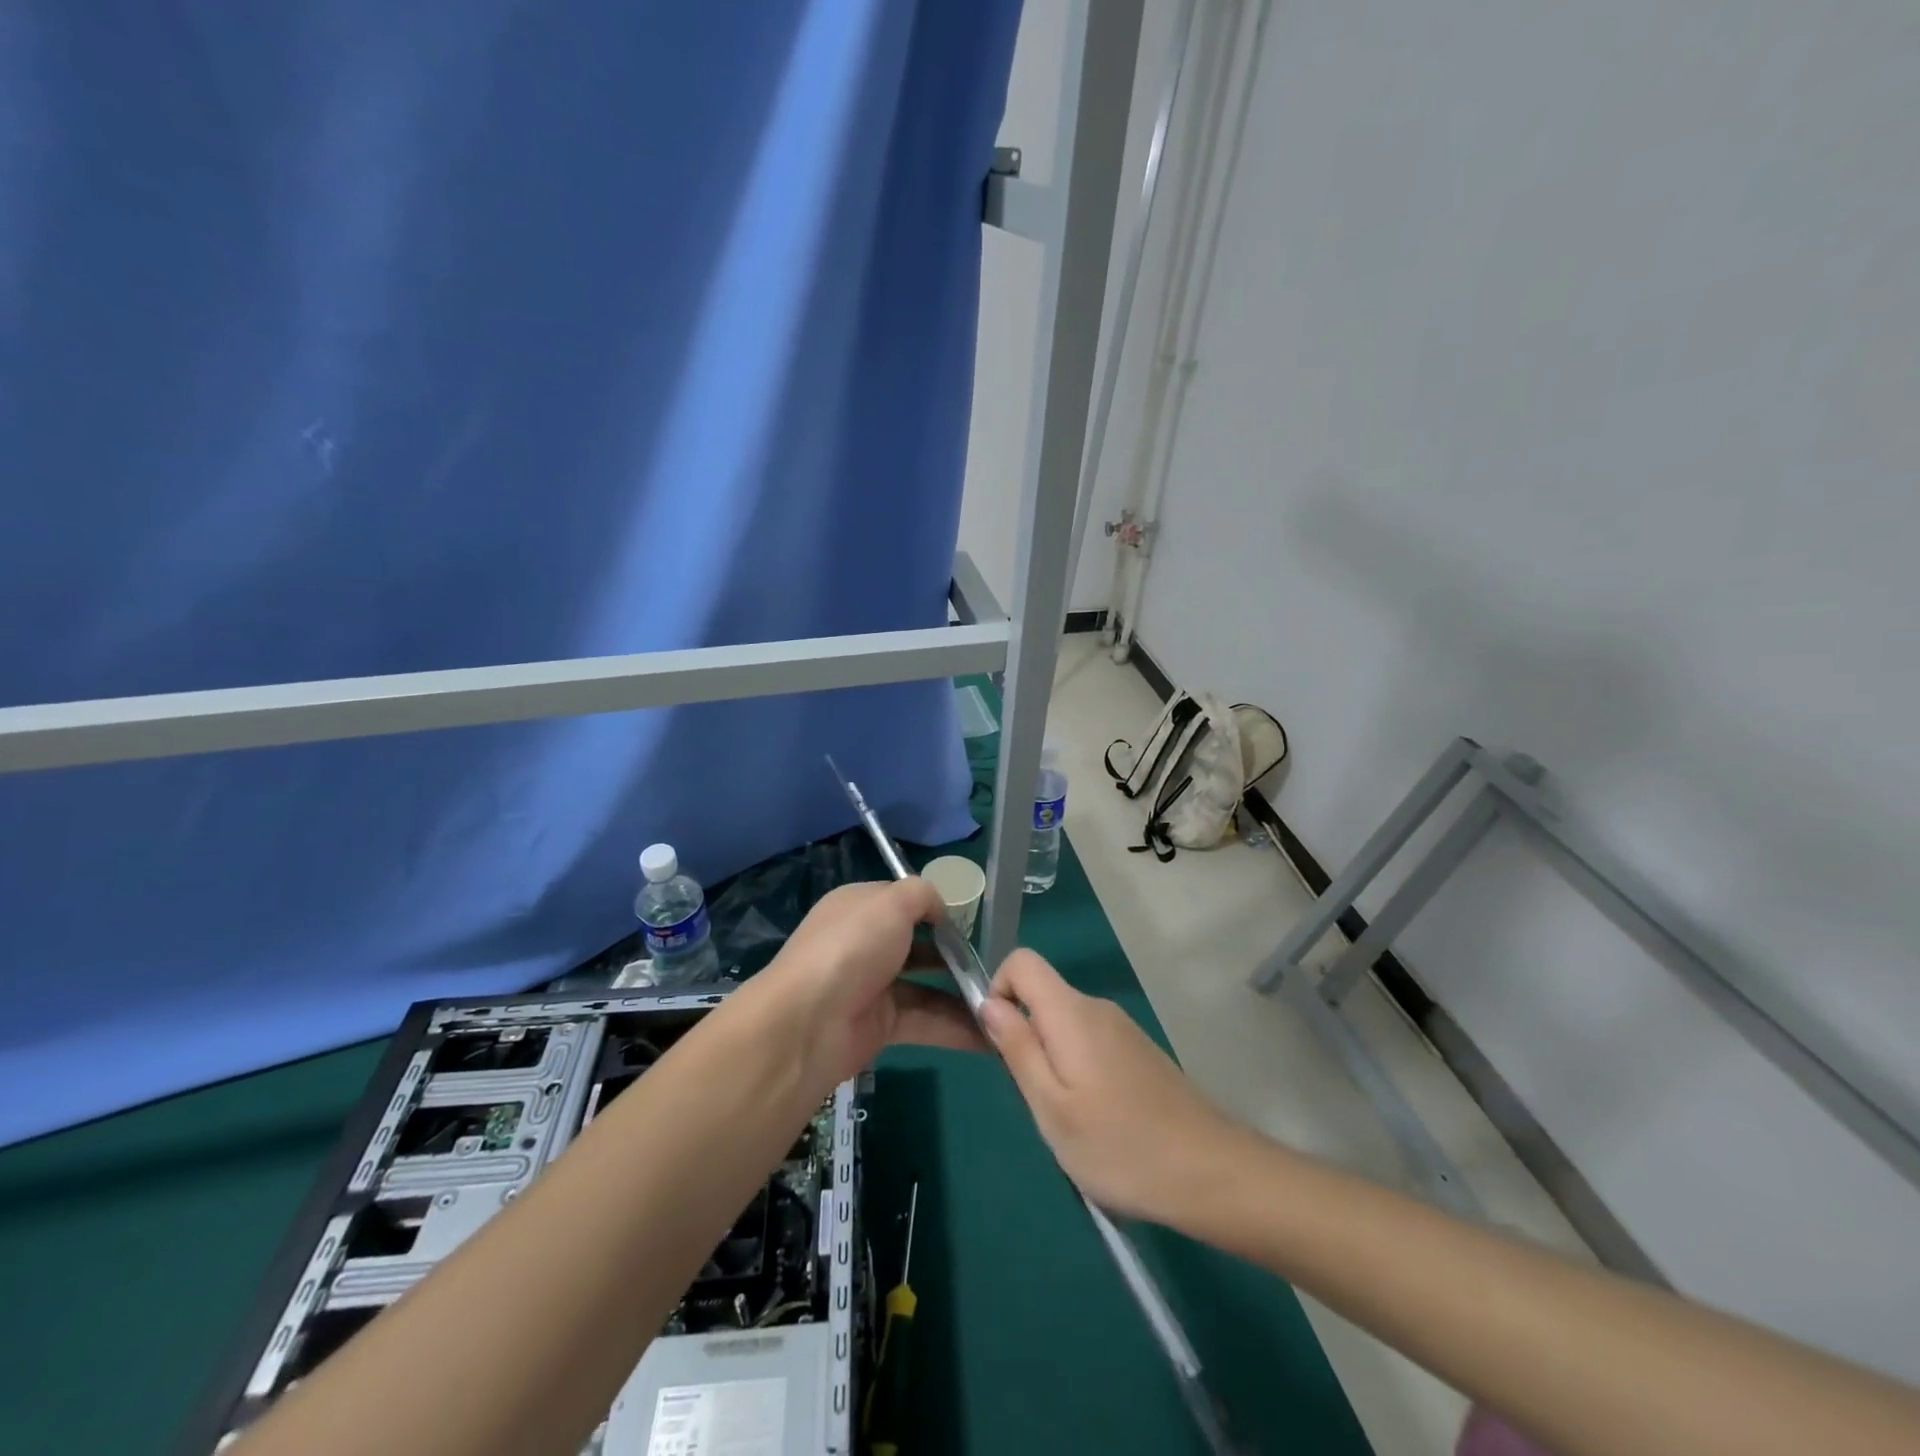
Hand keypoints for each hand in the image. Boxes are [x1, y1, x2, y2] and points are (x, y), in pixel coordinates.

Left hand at [747, 879, 986, 1090]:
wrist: (808, 1023)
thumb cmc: (852, 947)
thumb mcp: (891, 902)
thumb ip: (923, 895)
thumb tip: (940, 910)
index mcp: (859, 907)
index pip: (901, 901)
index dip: (934, 908)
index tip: (970, 921)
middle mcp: (864, 944)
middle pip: (917, 944)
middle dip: (955, 954)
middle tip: (994, 964)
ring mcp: (872, 986)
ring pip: (926, 986)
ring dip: (963, 994)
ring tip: (1004, 1003)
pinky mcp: (881, 1026)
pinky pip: (926, 1021)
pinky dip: (956, 1028)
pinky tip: (991, 1035)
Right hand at [979, 950, 1239, 1225]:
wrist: (1212, 1173)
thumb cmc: (1121, 1146)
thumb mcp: (1051, 1107)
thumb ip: (1018, 1048)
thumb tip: (989, 1002)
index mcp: (1072, 1012)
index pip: (1021, 961)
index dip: (998, 990)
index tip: (1000, 1043)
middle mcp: (1097, 1008)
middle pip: (1042, 997)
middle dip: (1025, 1038)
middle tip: (1037, 1100)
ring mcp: (1123, 1029)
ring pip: (1065, 1025)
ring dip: (1052, 1062)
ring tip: (1070, 1120)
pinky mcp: (1140, 1052)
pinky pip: (1090, 1044)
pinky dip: (1079, 1072)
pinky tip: (1099, 1122)